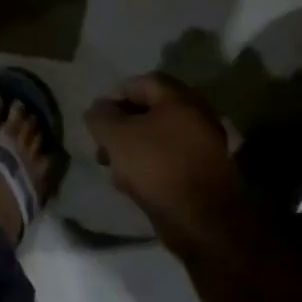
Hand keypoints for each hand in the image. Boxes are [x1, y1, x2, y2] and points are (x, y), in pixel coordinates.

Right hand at [86, 73, 242, 233]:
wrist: (201, 218)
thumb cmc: (156, 166)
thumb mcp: (117, 136)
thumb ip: (101, 116)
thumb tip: (98, 109)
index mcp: (179, 98)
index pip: (141, 82)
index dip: (114, 96)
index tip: (97, 118)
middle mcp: (197, 114)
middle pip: (151, 110)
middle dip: (122, 125)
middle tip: (102, 144)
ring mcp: (204, 144)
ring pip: (160, 137)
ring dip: (134, 147)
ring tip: (113, 166)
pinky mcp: (205, 171)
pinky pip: (171, 158)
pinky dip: (151, 164)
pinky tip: (134, 182)